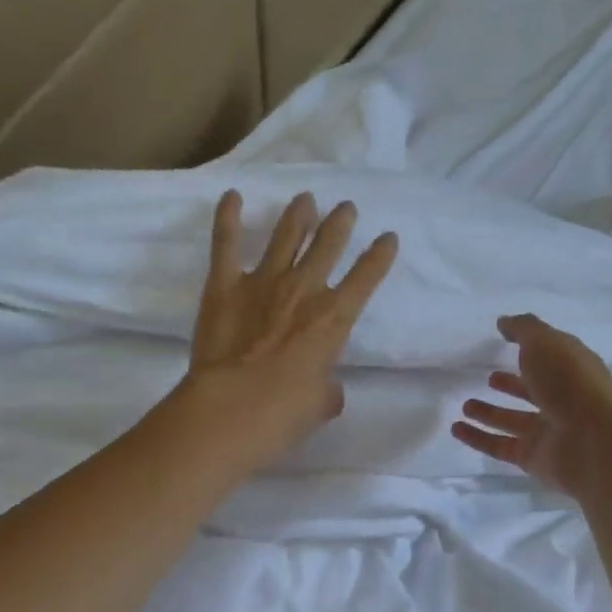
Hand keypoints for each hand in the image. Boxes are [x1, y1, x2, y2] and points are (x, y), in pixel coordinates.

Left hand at [176, 189, 396, 470]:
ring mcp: (262, 282)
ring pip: (285, 236)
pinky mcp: (223, 286)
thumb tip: (326, 388)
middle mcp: (303, 290)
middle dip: (340, 224)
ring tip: (305, 200)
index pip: (366, 278)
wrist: (231, 410)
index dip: (379, 256)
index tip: (388, 238)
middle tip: (346, 208)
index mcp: (333, 320)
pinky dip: (227, 218)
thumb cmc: (284, 415)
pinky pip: (226, 244)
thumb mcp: (320, 407)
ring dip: (298, 216)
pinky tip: (231, 197)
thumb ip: (327, 390)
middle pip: (327, 245)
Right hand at [452, 314, 611, 498]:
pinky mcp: (531, 458)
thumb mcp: (546, 342)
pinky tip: (456, 429)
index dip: (529, 349)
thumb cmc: (571, 382)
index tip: (504, 341)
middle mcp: (560, 400)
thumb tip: (504, 322)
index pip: (547, 357)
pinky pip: (498, 446)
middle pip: (531, 391)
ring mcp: (546, 432)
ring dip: (489, 413)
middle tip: (488, 378)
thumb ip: (523, 329)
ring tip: (465, 405)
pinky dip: (477, 438)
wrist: (594, 441)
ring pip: (512, 420)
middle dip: (511, 384)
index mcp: (569, 370)